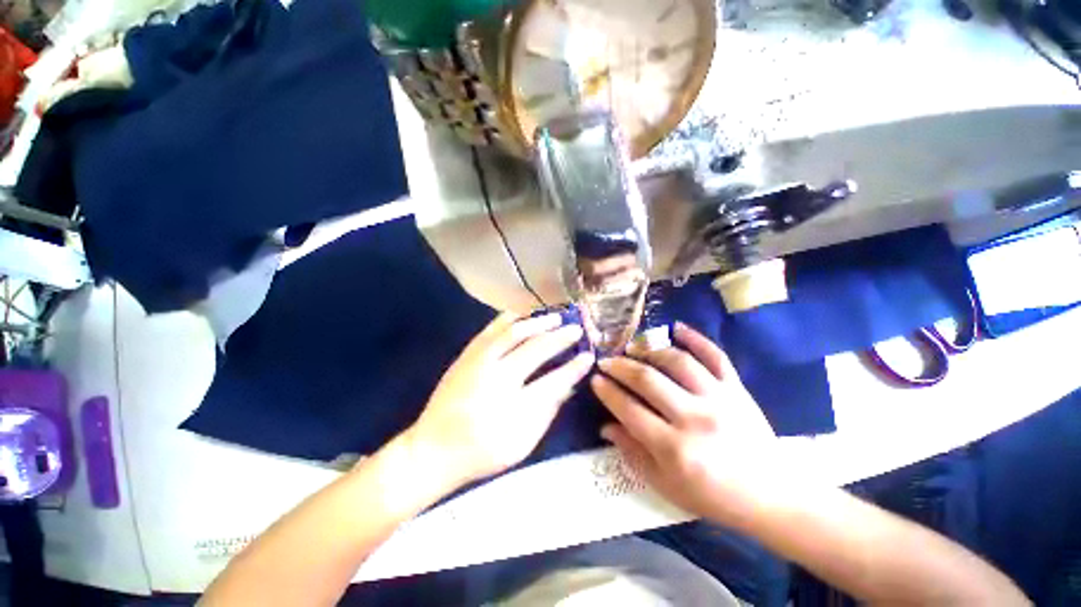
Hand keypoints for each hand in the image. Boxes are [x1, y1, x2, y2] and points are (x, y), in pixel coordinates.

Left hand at [406, 311, 594, 487]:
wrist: (432, 449)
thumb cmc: (481, 452)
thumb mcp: (522, 442)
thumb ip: (547, 411)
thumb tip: (569, 384)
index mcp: (512, 407)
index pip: (553, 381)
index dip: (574, 367)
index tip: (589, 356)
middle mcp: (496, 377)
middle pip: (535, 349)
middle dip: (559, 337)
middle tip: (576, 329)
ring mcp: (478, 362)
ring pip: (513, 331)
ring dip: (538, 322)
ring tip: (555, 316)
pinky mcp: (466, 355)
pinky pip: (491, 329)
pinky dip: (510, 318)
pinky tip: (523, 314)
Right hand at [592, 323, 784, 525]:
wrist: (770, 496)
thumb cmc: (712, 496)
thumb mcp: (666, 485)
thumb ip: (633, 453)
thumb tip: (605, 427)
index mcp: (674, 448)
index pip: (629, 409)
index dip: (608, 392)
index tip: (595, 379)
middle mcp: (694, 418)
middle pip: (648, 379)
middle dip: (620, 366)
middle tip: (606, 360)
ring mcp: (718, 399)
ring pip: (677, 361)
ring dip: (649, 350)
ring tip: (633, 348)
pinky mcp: (737, 389)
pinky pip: (715, 356)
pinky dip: (695, 338)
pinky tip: (676, 327)